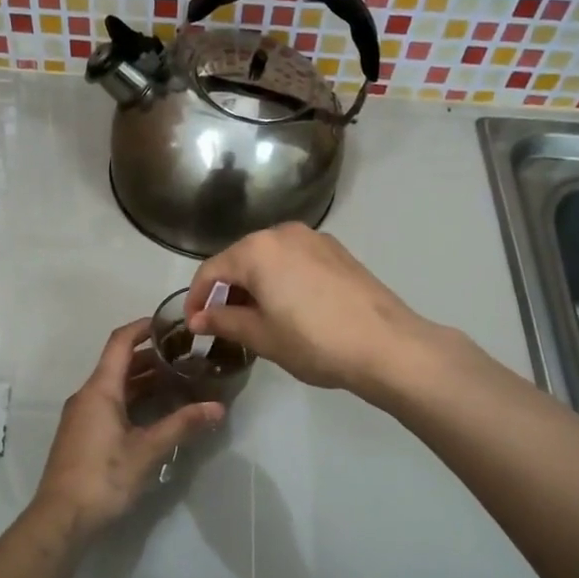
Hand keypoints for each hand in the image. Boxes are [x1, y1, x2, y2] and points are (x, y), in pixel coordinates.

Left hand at [28, 318, 223, 541]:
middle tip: (186, 356)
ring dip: (144, 380)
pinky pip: (110, 404)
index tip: (171, 323)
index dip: (143, 327)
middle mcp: (87, 396)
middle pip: (119, 364)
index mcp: (100, 390)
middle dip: (152, 356)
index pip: (120, 342)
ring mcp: (82, 416)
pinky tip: (157, 412)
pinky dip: (134, 399)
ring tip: (179, 381)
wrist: (61, 518)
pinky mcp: (83, 435)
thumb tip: (218, 408)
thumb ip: (182, 425)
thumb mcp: (147, 450)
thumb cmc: (103, 477)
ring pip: (115, 386)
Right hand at [184, 224, 434, 399]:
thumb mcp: (261, 336)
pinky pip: (294, 260)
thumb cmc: (314, 341)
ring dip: (254, 284)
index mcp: (257, 250)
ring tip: (254, 318)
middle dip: (226, 290)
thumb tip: (197, 318)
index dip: (196, 298)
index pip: (211, 270)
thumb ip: (224, 321)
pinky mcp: (337, 251)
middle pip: (240, 259)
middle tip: (222, 324)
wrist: (386, 345)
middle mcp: (283, 233)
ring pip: (269, 258)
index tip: (192, 325)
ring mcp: (314, 238)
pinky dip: (280, 279)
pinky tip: (287, 307)